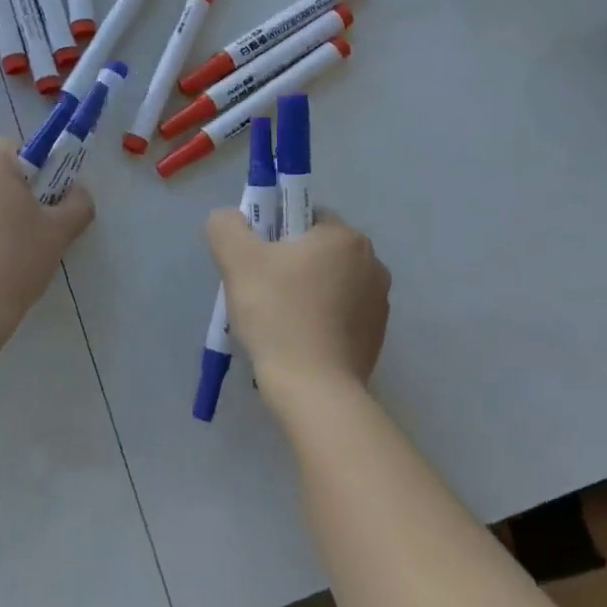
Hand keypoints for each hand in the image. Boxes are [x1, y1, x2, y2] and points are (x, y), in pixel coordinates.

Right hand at [206, 207, 390, 412]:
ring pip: (327, 282)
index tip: (254, 260)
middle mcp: (372, 263)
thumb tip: (231, 218)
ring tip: (275, 320)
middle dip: (286, 263)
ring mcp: (379, 302)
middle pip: (315, 249)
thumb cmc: (278, 315)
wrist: (314, 390)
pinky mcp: (376, 336)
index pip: (303, 215)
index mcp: (345, 237)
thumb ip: (227, 226)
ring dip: (302, 291)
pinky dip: (317, 319)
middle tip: (258, 291)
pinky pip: (338, 313)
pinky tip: (295, 340)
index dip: (272, 232)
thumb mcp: (238, 260)